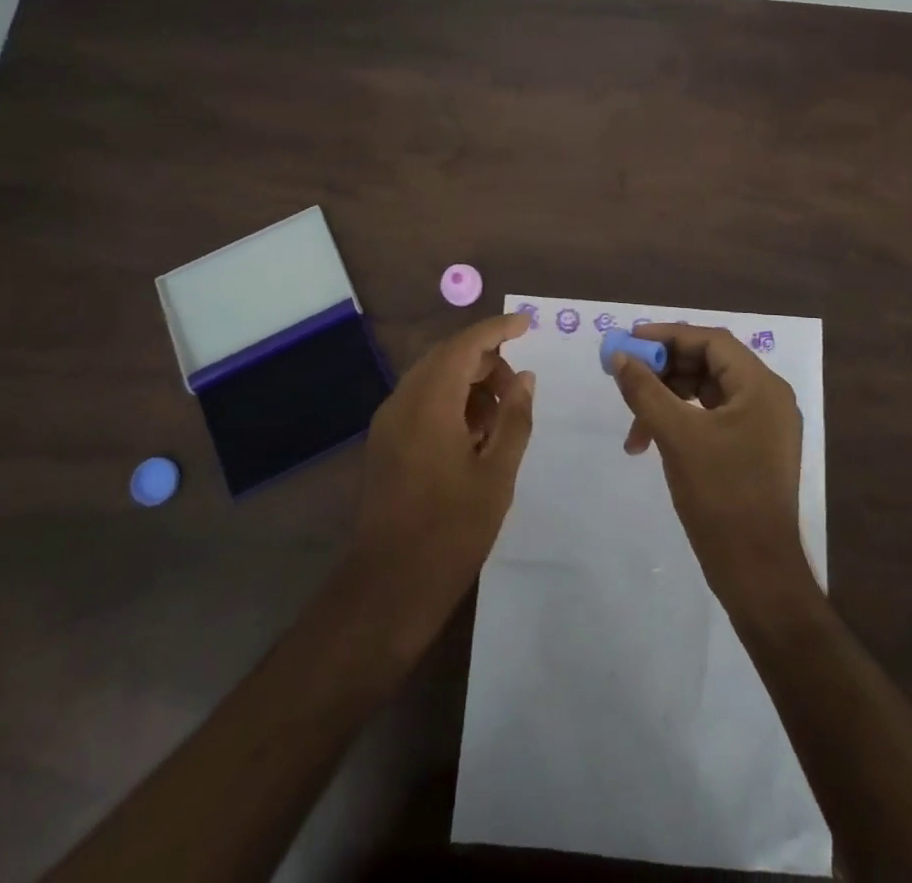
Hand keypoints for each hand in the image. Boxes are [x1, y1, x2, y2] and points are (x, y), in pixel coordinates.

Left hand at [349, 312, 535, 633]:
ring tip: (500, 419)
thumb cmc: (451, 531)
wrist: (388, 587)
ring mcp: (388, 423)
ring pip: (433, 379)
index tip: (527, 324)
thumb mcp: (496, 475)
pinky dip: (450, 403)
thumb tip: (524, 378)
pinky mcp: (384, 443)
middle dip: (485, 361)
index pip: (465, 344)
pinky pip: (421, 403)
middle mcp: (402, 402)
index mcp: (429, 403)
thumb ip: (514, 419)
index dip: (497, 329)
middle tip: (518, 389)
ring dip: (468, 384)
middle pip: (446, 357)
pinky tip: (473, 437)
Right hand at [612, 323, 811, 609]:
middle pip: (709, 363)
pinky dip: (681, 421)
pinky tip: (652, 441)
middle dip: (664, 370)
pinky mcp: (753, 449)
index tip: (629, 341)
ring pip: (707, 392)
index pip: (711, 341)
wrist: (758, 573)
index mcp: (761, 386)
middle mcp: (767, 398)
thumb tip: (620, 357)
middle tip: (627, 378)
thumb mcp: (676, 436)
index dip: (668, 336)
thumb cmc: (721, 495)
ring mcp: (763, 425)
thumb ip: (645, 390)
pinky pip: (712, 418)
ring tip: (635, 426)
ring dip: (668, 400)